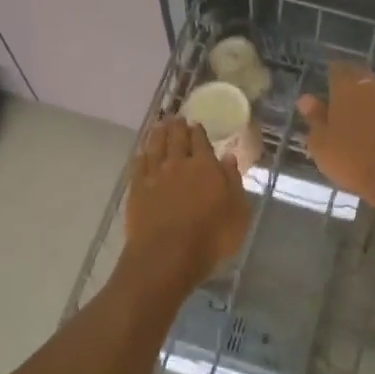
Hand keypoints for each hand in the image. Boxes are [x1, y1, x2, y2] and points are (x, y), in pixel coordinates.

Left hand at [123, 117, 251, 291]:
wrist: (167, 255)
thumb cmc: (211, 237)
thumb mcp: (238, 212)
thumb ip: (233, 182)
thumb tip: (228, 158)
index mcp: (206, 167)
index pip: (201, 142)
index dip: (198, 131)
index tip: (195, 123)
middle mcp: (179, 164)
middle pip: (176, 139)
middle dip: (177, 127)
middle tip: (175, 117)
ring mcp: (155, 176)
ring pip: (155, 147)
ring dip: (158, 134)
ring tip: (159, 126)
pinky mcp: (137, 189)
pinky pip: (138, 165)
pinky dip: (141, 155)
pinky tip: (141, 153)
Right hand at [297, 64, 374, 216]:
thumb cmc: (351, 158)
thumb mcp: (321, 143)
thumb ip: (314, 118)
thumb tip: (306, 99)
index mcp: (347, 86)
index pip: (337, 68)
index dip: (330, 74)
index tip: (324, 82)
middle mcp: (371, 87)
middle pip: (359, 76)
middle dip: (349, 83)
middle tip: (337, 97)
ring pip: (374, 93)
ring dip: (364, 100)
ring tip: (352, 115)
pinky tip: (372, 130)